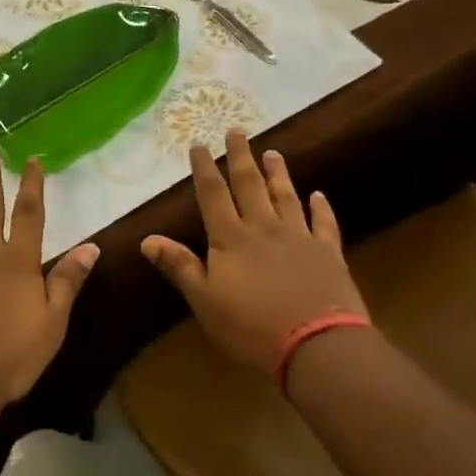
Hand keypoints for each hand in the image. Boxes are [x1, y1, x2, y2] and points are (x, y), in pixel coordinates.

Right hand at [141, 130, 364, 372]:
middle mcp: (263, 227)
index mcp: (230, 237)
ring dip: (278, 174)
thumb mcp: (204, 300)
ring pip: (285, 196)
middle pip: (249, 184)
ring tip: (273, 152)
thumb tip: (147, 238)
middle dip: (240, 157)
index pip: (213, 194)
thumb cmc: (251, 326)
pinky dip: (321, 208)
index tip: (199, 144)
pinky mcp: (328, 253)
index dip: (204, 168)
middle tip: (236, 130)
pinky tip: (319, 195)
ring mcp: (299, 237)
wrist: (316, 344)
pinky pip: (324, 223)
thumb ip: (179, 266)